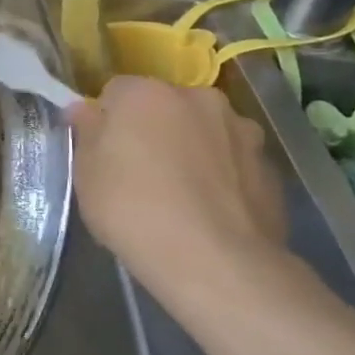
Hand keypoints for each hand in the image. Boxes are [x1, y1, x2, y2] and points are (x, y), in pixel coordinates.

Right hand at [68, 76, 287, 309]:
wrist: (216, 262)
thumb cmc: (134, 211)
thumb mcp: (86, 175)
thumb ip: (86, 133)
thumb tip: (85, 110)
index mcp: (146, 94)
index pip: (116, 92)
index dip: (106, 121)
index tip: (102, 153)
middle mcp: (198, 98)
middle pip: (165, 107)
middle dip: (153, 129)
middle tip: (140, 173)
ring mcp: (241, 130)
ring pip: (204, 131)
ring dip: (192, 148)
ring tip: (182, 196)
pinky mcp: (269, 165)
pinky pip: (233, 162)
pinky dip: (221, 176)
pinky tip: (210, 212)